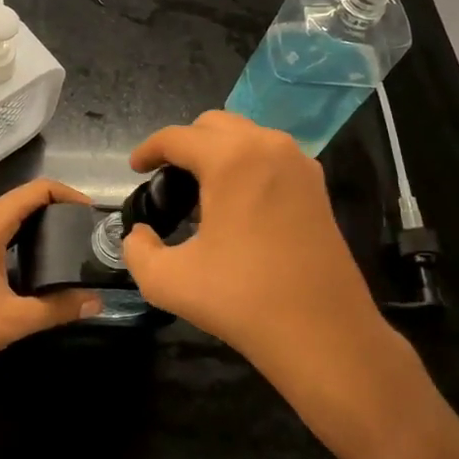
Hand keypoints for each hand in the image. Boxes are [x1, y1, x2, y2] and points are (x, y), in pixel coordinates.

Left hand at [0, 179, 102, 386]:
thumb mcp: (14, 319)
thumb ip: (59, 307)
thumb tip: (97, 302)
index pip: (36, 190)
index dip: (68, 195)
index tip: (93, 215)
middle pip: (24, 199)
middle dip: (58, 209)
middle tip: (86, 233)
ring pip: (11, 215)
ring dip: (40, 223)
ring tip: (70, 245)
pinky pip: (0, 230)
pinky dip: (24, 236)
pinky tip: (40, 261)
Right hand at [122, 113, 407, 407]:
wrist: (324, 334)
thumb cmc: (243, 300)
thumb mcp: (169, 281)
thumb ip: (138, 250)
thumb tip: (140, 234)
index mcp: (231, 159)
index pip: (177, 137)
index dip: (149, 150)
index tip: (134, 169)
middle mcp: (267, 146)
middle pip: (212, 125)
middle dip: (184, 144)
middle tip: (166, 180)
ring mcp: (298, 163)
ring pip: (245, 135)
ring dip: (217, 151)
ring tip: (200, 190)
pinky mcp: (316, 185)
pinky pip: (270, 155)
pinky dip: (246, 164)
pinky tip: (237, 202)